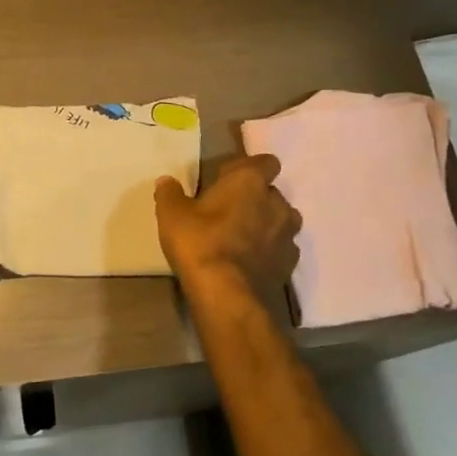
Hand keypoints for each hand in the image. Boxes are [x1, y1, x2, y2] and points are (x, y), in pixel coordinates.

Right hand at [154, 154, 299, 299]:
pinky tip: (249, 261)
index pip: (265, 162)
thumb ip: (170, 193)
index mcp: (250, 182)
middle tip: (228, 212)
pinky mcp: (290, 264)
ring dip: (265, 224)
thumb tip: (166, 181)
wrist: (226, 294)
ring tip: (241, 237)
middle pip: (271, 193)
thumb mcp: (171, 214)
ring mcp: (288, 235)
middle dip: (254, 199)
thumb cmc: (199, 242)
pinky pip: (281, 249)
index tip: (226, 180)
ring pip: (281, 221)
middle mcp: (277, 202)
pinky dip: (269, 251)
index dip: (247, 169)